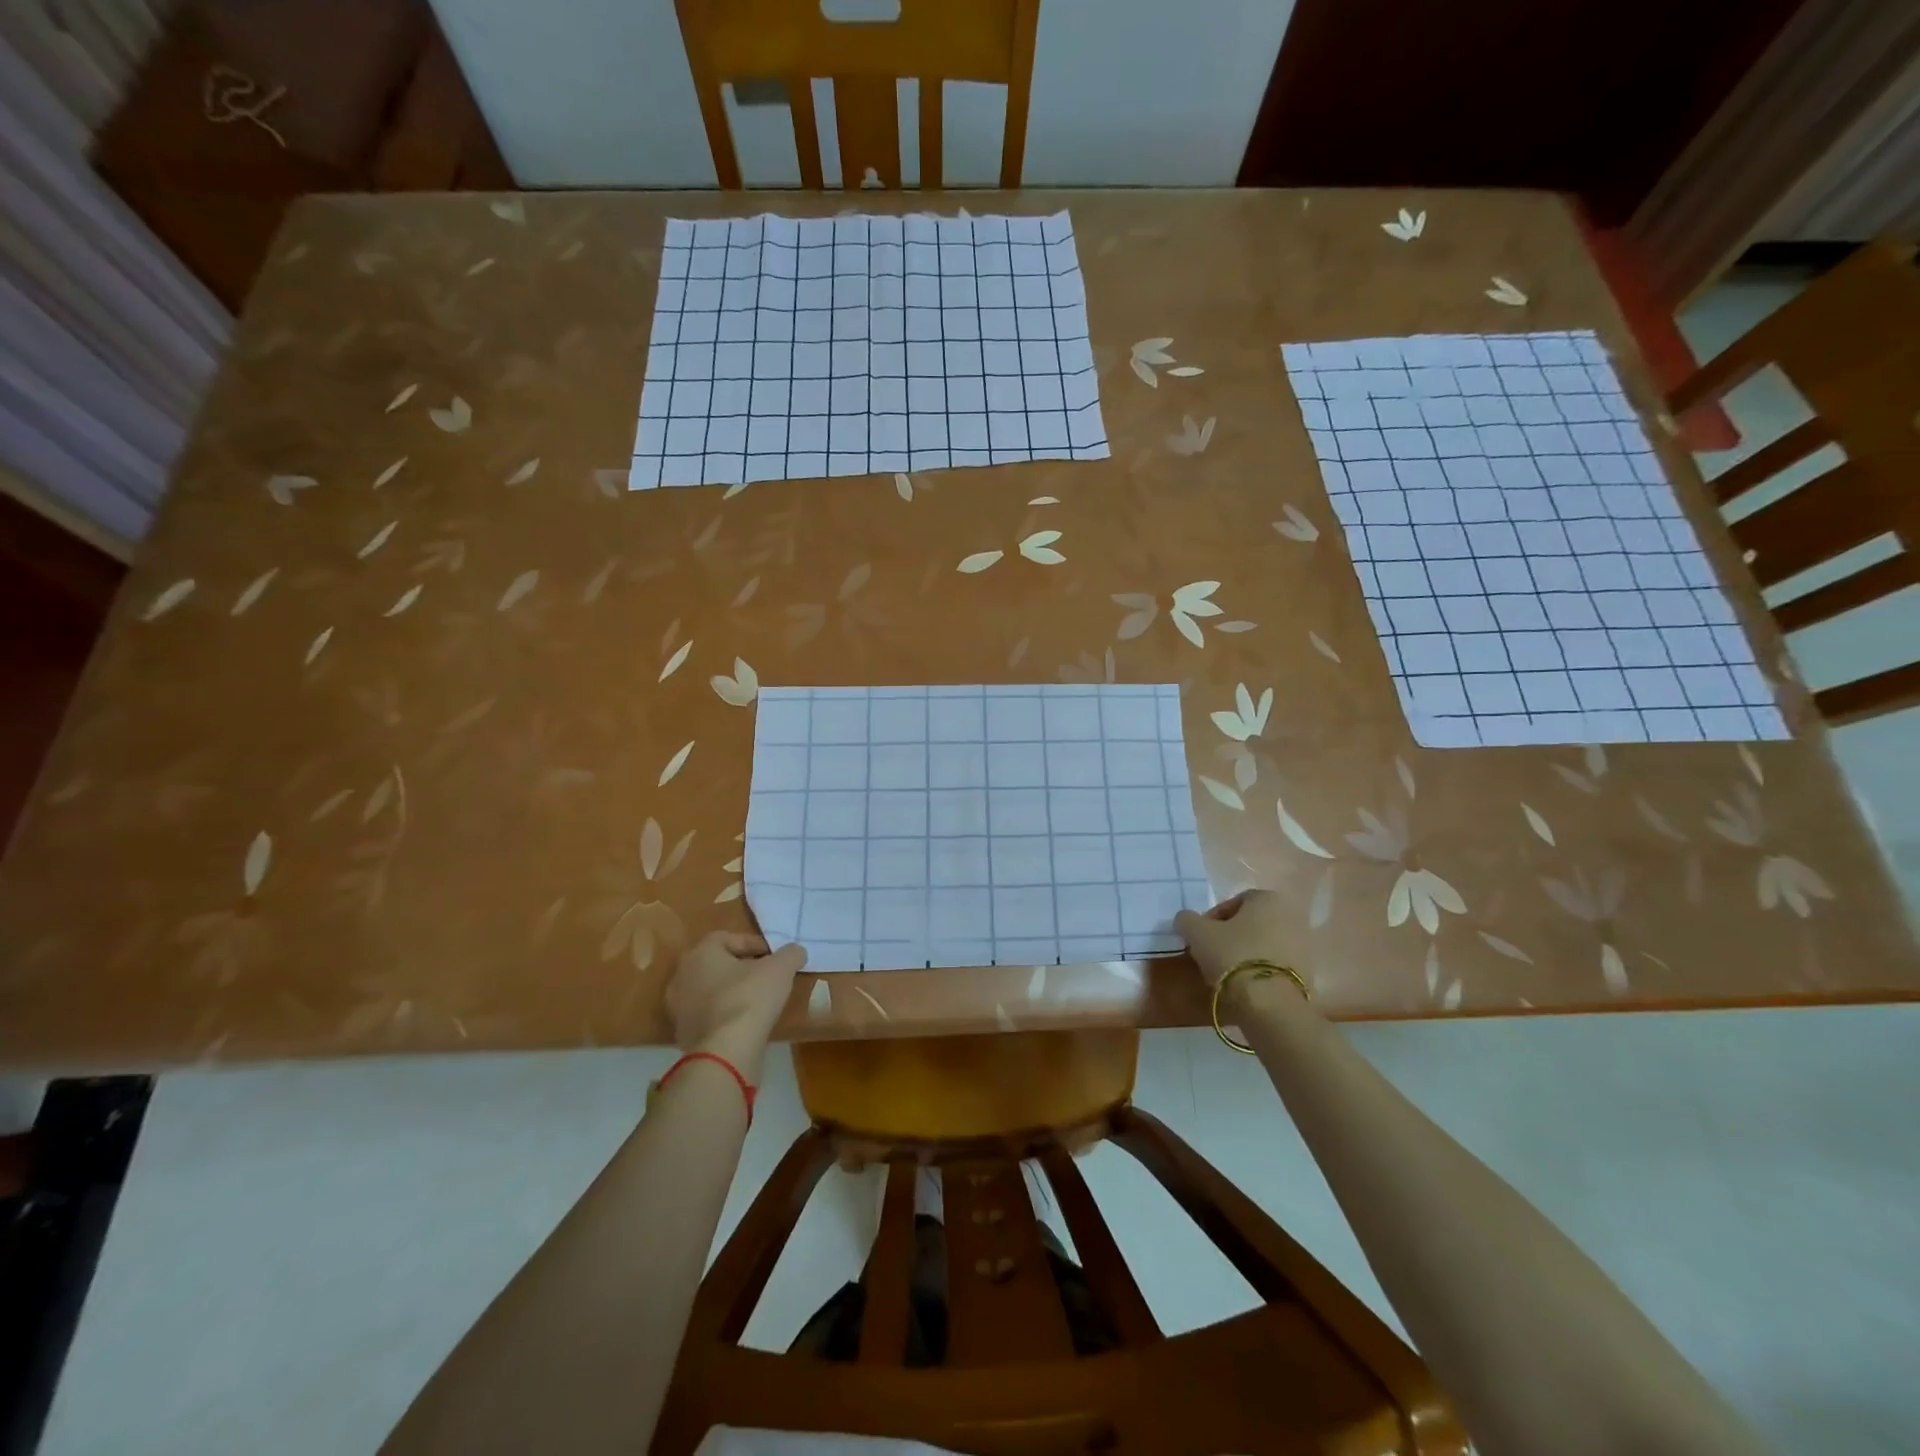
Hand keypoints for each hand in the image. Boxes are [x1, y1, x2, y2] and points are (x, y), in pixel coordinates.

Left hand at [663, 932, 806, 1080]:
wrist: (725, 1052)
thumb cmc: (749, 997)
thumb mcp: (781, 968)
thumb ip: (791, 954)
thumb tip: (796, 952)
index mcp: (700, 953)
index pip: (726, 938)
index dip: (752, 943)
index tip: (773, 956)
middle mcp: (681, 977)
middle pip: (715, 964)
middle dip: (740, 968)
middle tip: (765, 975)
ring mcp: (678, 1009)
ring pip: (709, 991)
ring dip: (731, 992)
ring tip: (757, 1001)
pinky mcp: (683, 1036)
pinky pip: (708, 1016)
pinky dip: (724, 1015)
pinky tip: (745, 1023)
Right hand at [1175, 890, 1307, 992]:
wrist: (1270, 1004)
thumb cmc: (1233, 956)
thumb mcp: (1197, 933)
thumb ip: (1187, 920)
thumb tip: (1186, 920)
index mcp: (1268, 899)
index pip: (1234, 902)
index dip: (1212, 919)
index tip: (1200, 938)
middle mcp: (1292, 916)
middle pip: (1251, 924)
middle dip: (1231, 937)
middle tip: (1211, 954)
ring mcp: (1304, 946)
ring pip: (1264, 946)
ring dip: (1246, 955)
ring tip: (1226, 974)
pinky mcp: (1309, 975)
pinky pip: (1276, 967)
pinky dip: (1261, 973)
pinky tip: (1245, 988)